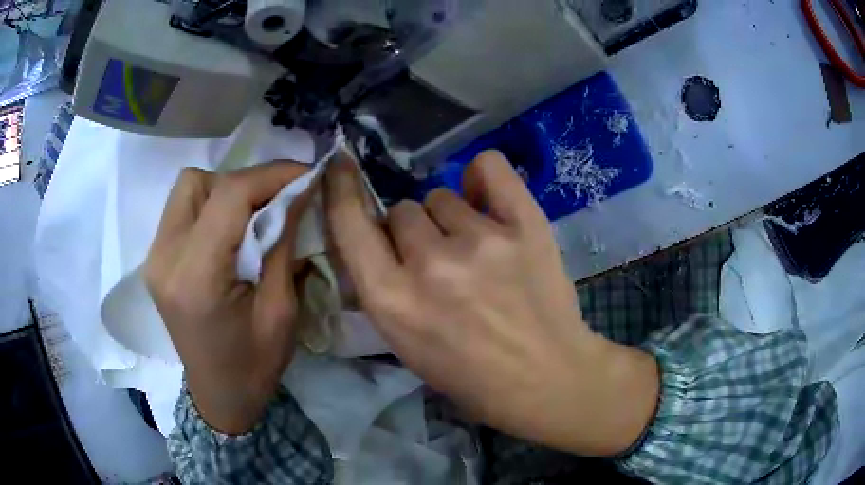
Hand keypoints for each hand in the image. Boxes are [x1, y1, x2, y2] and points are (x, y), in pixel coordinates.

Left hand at [145, 162, 312, 434]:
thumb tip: (298, 191)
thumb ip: (283, 244)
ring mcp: (154, 258)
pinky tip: (230, 229)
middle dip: (245, 181)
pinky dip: (210, 206)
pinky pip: (182, 209)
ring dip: (224, 190)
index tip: (307, 173)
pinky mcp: (155, 259)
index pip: (229, 196)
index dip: (271, 174)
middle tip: (278, 200)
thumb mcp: (281, 311)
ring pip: (187, 188)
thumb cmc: (255, 366)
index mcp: (196, 279)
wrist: (219, 396)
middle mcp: (165, 259)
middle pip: (199, 182)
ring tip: (252, 215)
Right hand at [325, 150, 658, 455]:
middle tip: (440, 261)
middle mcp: (430, 264)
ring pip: (441, 197)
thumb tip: (376, 238)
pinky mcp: (525, 226)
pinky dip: (481, 176)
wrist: (545, 379)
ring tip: (476, 251)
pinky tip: (486, 199)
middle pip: (402, 210)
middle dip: (412, 233)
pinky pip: (488, 167)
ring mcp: (481, 241)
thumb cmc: (471, 375)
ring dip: (449, 219)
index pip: (349, 224)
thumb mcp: (405, 344)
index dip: (340, 189)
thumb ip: (382, 288)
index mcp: (393, 302)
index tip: (340, 166)